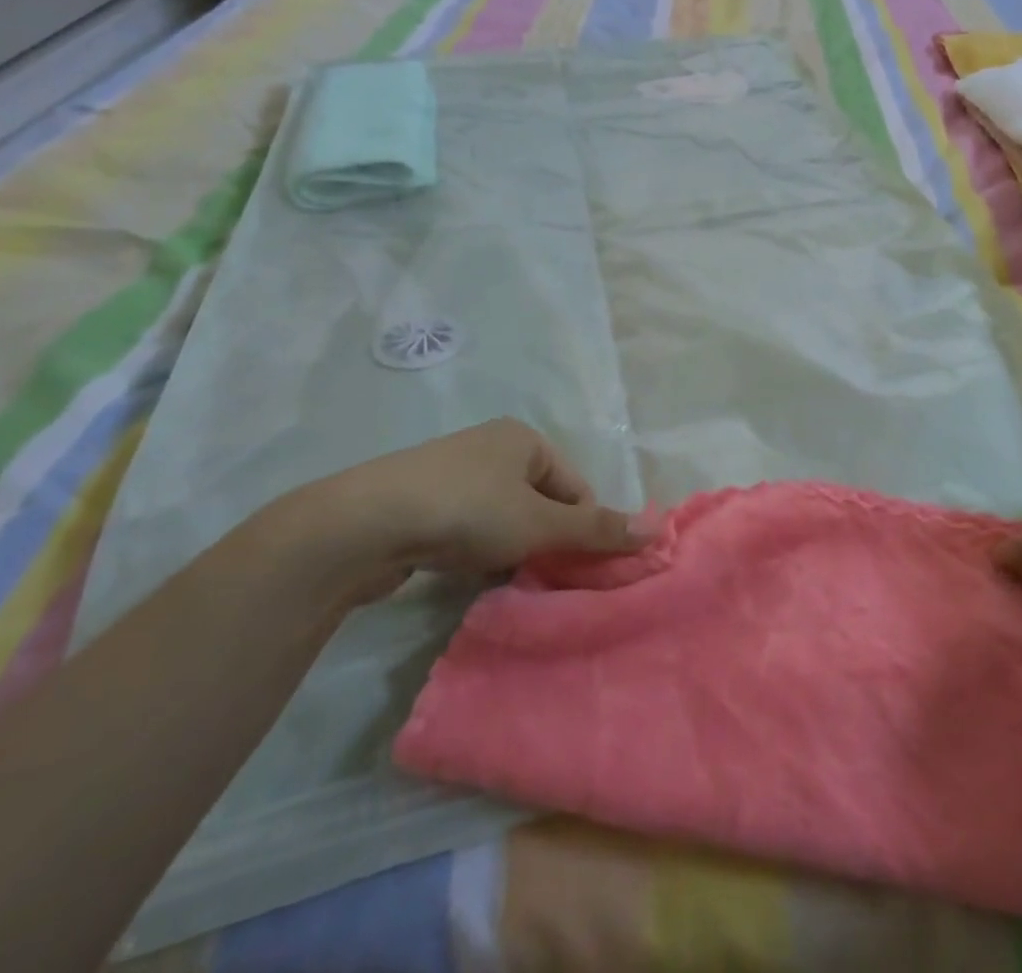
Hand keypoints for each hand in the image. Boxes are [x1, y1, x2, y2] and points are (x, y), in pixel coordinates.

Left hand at [283, 418, 648, 602]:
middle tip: (542, 579)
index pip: (576, 487)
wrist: (363, 524)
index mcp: (525, 438)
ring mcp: (454, 474)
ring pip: (505, 520)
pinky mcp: (423, 504)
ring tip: (504, 582)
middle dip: (546, 542)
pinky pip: (469, 529)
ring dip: (512, 551)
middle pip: (541, 503)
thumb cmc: (467, 510)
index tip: (575, 569)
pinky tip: (468, 578)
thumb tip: (658, 529)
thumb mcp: (539, 523)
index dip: (583, 529)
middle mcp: (492, 448)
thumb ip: (596, 529)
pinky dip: (477, 553)